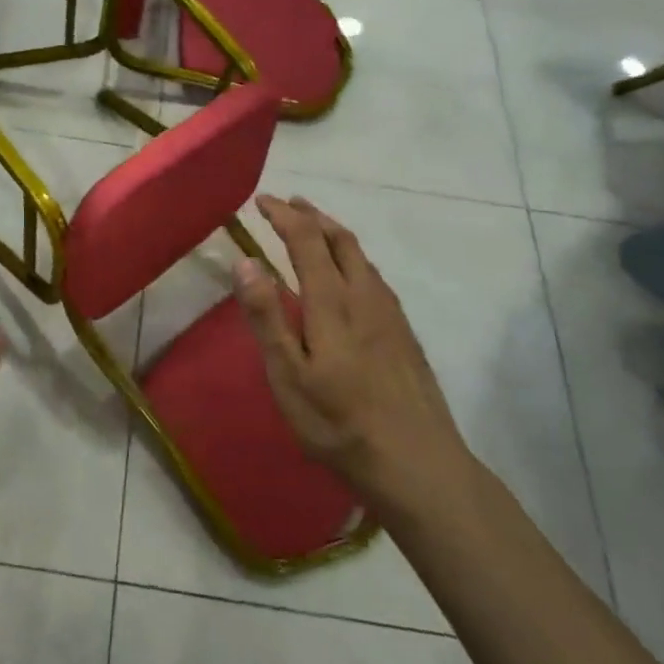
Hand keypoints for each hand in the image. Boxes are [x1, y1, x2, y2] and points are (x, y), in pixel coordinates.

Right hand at [235, 196, 477, 526]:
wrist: (418, 463)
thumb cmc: (339, 422)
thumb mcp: (289, 375)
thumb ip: (266, 316)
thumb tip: (245, 261)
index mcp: (332, 301)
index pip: (306, 240)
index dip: (283, 215)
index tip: (262, 201)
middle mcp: (364, 295)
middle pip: (340, 239)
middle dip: (311, 215)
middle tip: (288, 203)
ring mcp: (389, 313)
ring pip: (361, 255)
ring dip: (333, 233)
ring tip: (314, 227)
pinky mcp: (404, 332)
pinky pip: (375, 276)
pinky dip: (353, 257)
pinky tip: (350, 275)